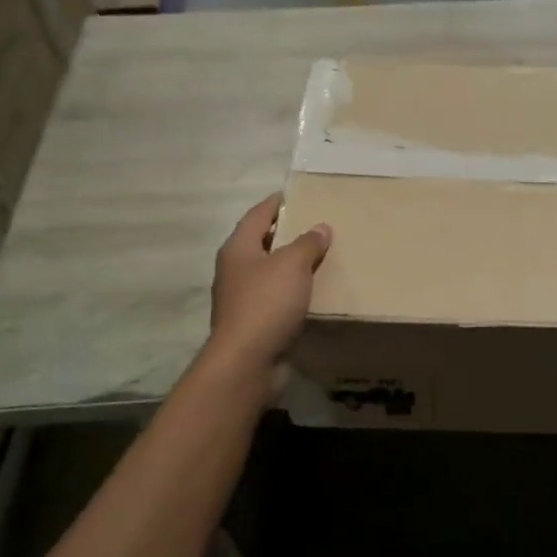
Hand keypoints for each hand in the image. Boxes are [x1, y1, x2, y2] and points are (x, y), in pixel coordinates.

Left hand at [208, 193, 331, 389]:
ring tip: (320, 258)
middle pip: (262, 243)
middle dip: (287, 234)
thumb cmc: (266, 304)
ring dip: (291, 266)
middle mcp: (235, 270)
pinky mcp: (253, 323)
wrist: (247, 361)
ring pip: (270, 273)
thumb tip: (321, 228)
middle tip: (316, 226)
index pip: (257, 215)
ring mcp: (242, 299)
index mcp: (238, 249)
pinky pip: (276, 298)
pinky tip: (313, 293)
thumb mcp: (292, 265)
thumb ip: (308, 243)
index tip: (296, 195)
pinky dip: (293, 292)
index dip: (276, 203)